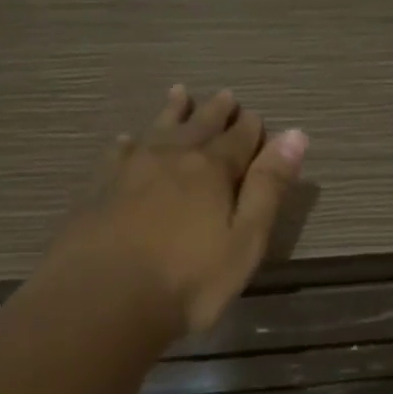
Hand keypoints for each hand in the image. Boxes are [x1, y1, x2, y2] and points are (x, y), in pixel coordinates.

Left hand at [48, 85, 307, 337]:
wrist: (103, 300)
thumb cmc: (189, 280)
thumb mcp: (246, 240)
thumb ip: (269, 187)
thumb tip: (295, 134)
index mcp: (211, 170)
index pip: (239, 139)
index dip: (251, 128)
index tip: (256, 116)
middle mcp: (170, 158)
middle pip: (198, 126)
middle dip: (216, 112)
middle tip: (226, 95)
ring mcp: (129, 170)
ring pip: (157, 130)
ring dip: (173, 112)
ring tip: (180, 93)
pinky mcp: (98, 189)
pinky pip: (118, 153)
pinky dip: (130, 142)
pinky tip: (128, 140)